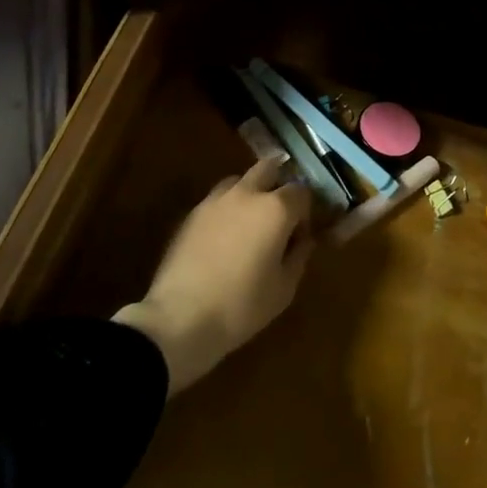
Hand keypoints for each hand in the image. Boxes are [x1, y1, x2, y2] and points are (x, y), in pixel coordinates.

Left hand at [114, 156, 313, 394]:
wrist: (180, 319)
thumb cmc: (242, 306)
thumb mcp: (284, 288)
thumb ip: (299, 256)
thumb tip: (303, 240)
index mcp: (276, 208)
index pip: (302, 191)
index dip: (306, 211)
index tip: (301, 235)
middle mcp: (247, 193)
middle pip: (269, 168)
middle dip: (279, 183)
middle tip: (280, 213)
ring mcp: (215, 200)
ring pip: (240, 180)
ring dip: (251, 192)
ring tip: (250, 223)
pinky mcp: (192, 213)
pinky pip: (218, 199)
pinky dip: (228, 208)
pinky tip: (225, 237)